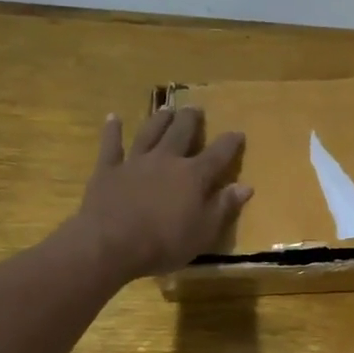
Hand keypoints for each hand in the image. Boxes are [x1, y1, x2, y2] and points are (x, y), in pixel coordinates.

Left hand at [75, 107, 252, 281]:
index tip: (238, 132)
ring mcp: (135, 162)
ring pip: (150, 133)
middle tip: (196, 108)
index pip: (218, 154)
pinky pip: (111, 145)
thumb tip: (245, 186)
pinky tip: (113, 118)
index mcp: (193, 176)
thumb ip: (224, 207)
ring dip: (159, 119)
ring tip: (166, 109)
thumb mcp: (204, 232)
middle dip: (191, 120)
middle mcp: (166, 160)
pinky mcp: (108, 170)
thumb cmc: (164, 243)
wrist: (110, 244)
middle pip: (181, 133)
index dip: (230, 143)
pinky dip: (112, 131)